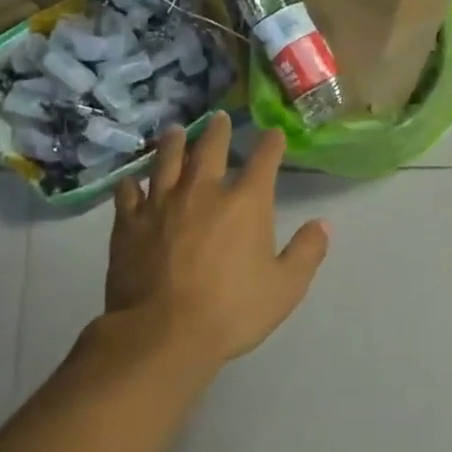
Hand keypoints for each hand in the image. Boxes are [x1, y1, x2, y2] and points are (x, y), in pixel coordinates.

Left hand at [105, 114, 330, 375]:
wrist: (163, 333)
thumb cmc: (232, 311)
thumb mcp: (285, 288)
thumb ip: (307, 253)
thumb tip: (323, 225)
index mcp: (245, 203)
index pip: (264, 161)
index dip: (271, 144)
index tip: (274, 134)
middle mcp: (203, 191)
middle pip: (210, 148)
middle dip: (219, 130)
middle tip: (219, 118)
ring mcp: (161, 204)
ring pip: (167, 160)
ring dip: (173, 143)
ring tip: (175, 131)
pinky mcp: (129, 223)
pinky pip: (128, 193)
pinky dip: (132, 183)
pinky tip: (131, 180)